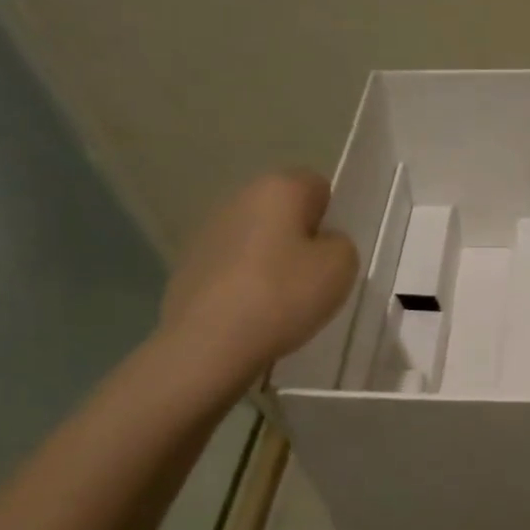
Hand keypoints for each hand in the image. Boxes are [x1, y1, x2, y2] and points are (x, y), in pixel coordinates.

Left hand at [159, 172, 358, 386]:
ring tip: (283, 302)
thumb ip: (341, 244)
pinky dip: (245, 283)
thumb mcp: (341, 267)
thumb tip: (322, 244)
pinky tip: (253, 314)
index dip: (331, 217)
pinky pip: (233, 267)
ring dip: (271, 260)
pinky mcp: (188, 266)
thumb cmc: (283, 295)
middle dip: (300, 238)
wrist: (208, 344)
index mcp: (278, 188)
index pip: (317, 186)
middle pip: (283, 212)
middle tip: (314, 278)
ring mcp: (208, 232)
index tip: (333, 253)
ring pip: (256, 239)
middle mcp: (239, 198)